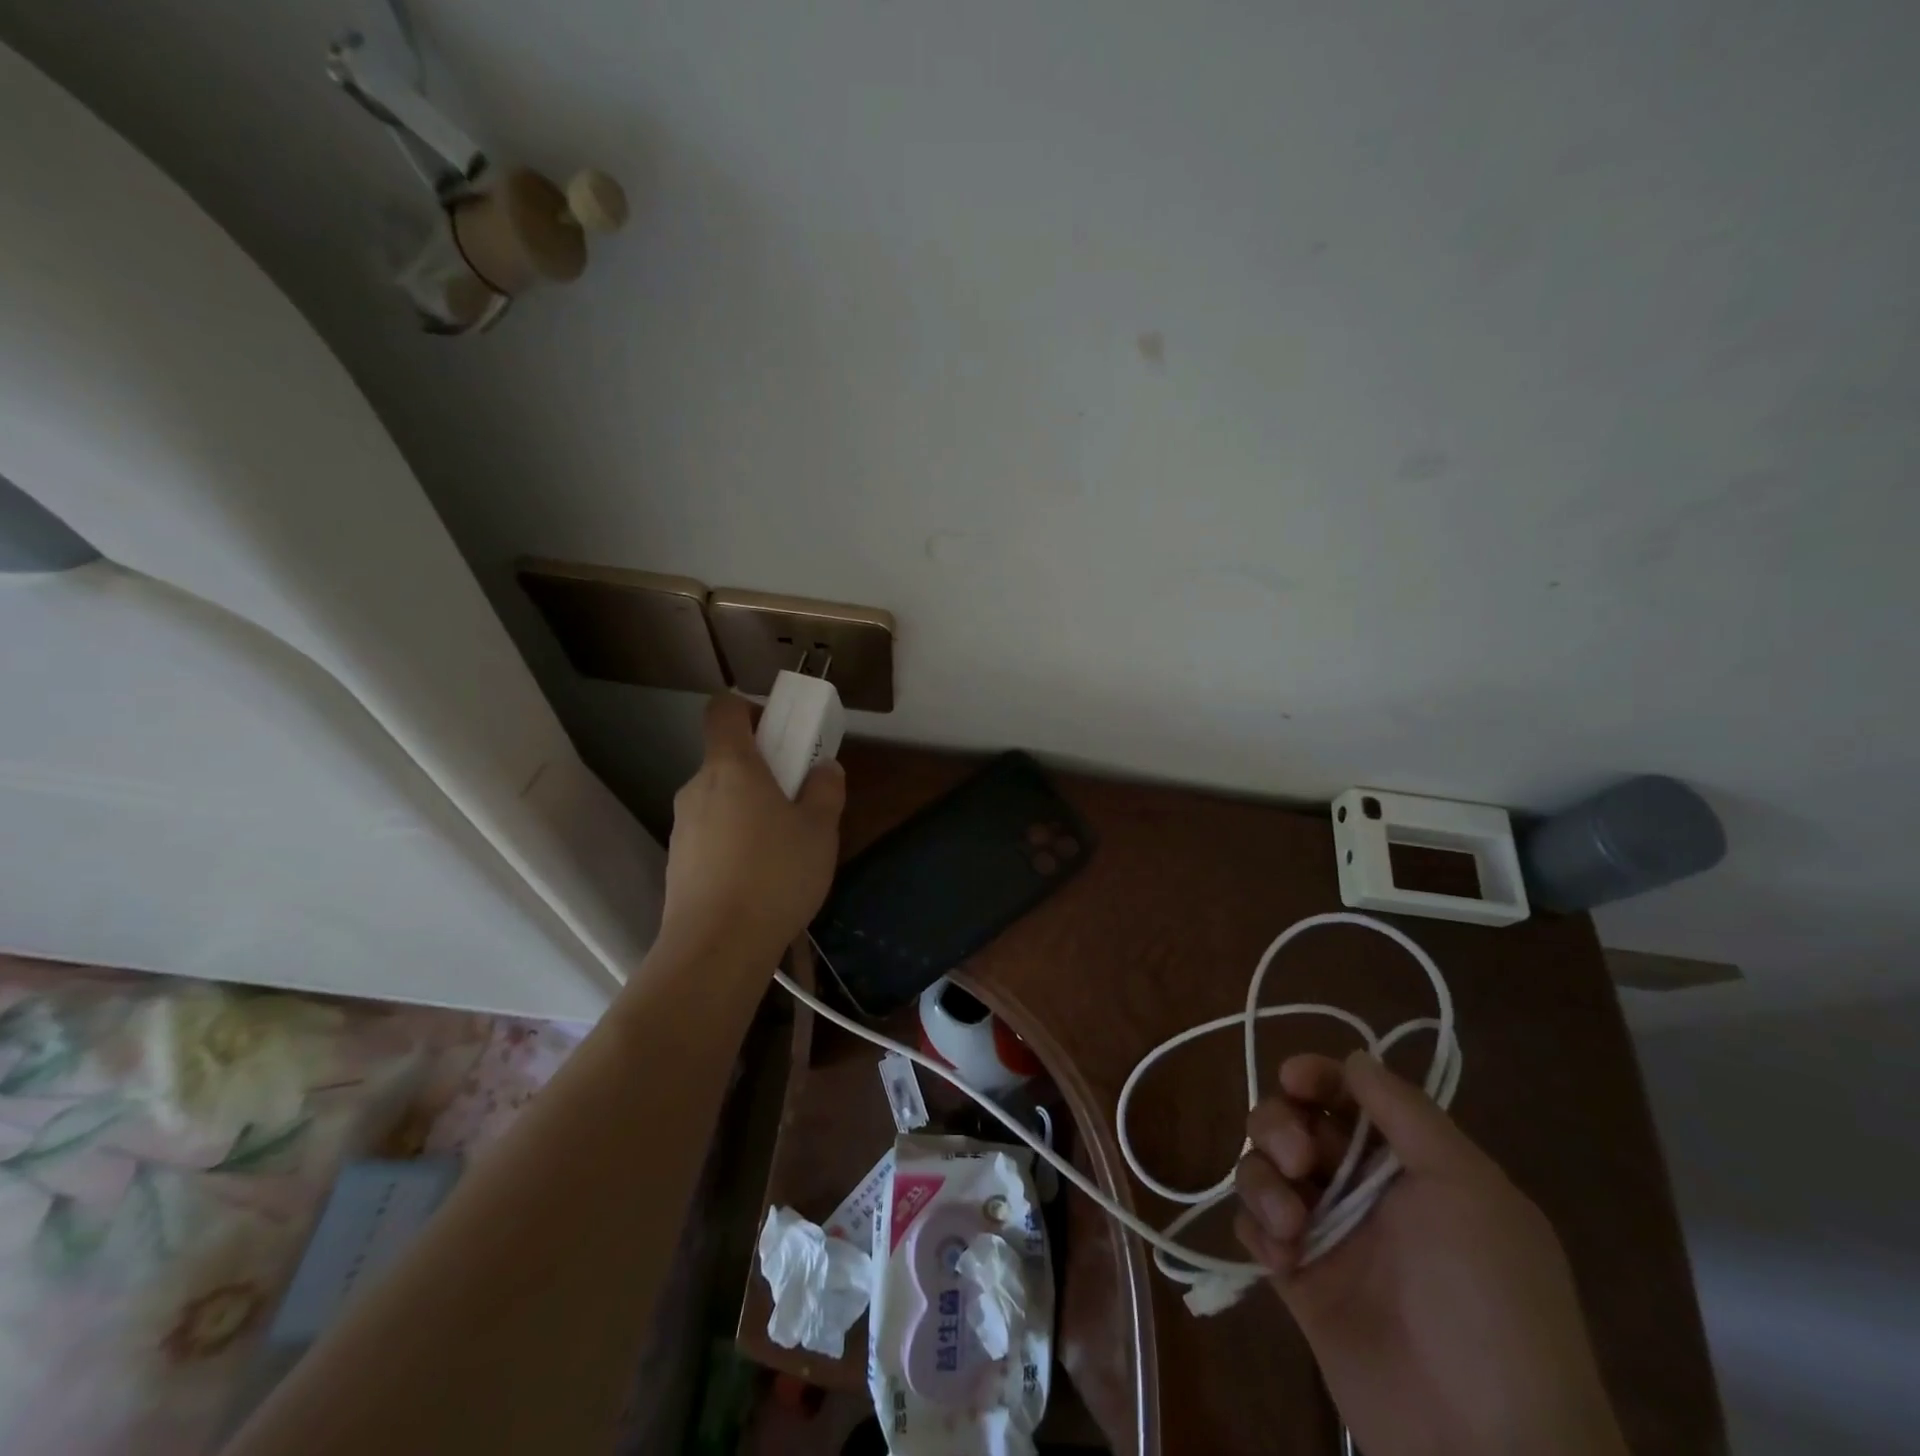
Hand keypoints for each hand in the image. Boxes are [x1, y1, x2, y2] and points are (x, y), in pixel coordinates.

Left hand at [657, 694, 844, 967]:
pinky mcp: (679, 862)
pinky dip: (734, 840)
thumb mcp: (820, 830)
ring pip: (720, 800)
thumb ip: (826, 790)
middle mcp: (698, 787)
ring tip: (784, 847)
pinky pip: (712, 834)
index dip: (748, 708)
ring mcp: (683, 826)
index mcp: (731, 766)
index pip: (724, 709)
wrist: (717, 947)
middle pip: (726, 759)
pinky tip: (760, 877)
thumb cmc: (775, 874)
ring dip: (749, 808)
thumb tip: (824, 769)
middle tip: (797, 798)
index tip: (779, 730)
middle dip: (761, 769)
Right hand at [1233, 1051, 1627, 1455]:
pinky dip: (1257, 1228)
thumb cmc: (1489, 1300)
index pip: (1348, 1093)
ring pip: (1264, 1167)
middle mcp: (1364, 1188)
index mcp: (1410, 1164)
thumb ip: (1406, 1113)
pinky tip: (1284, 1258)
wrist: (1487, 1444)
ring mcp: (1328, 1234)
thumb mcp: (1467, 1189)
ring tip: (1291, 1226)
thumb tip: (1354, 1056)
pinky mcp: (1297, 1279)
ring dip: (1263, 1178)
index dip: (1316, 1076)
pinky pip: (1254, 1226)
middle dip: (1281, 1125)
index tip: (1295, 1080)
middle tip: (1298, 1161)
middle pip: (1294, 1121)